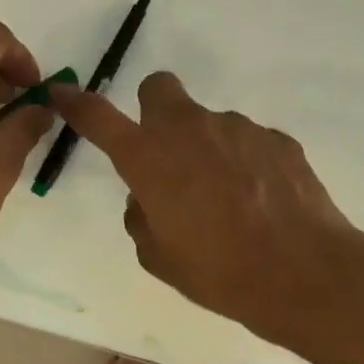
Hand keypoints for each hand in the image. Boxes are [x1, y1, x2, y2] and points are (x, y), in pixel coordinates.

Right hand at [49, 72, 363, 350]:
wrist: (301, 273)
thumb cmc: (218, 272)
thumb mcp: (159, 258)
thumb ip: (141, 219)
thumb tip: (147, 198)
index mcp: (149, 159)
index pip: (99, 118)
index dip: (77, 105)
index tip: (62, 94)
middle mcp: (191, 129)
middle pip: (159, 90)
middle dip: (153, 113)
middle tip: (167, 157)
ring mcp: (239, 128)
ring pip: (209, 123)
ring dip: (206, 149)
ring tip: (228, 202)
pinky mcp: (278, 139)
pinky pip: (247, 143)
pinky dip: (244, 164)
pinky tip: (260, 202)